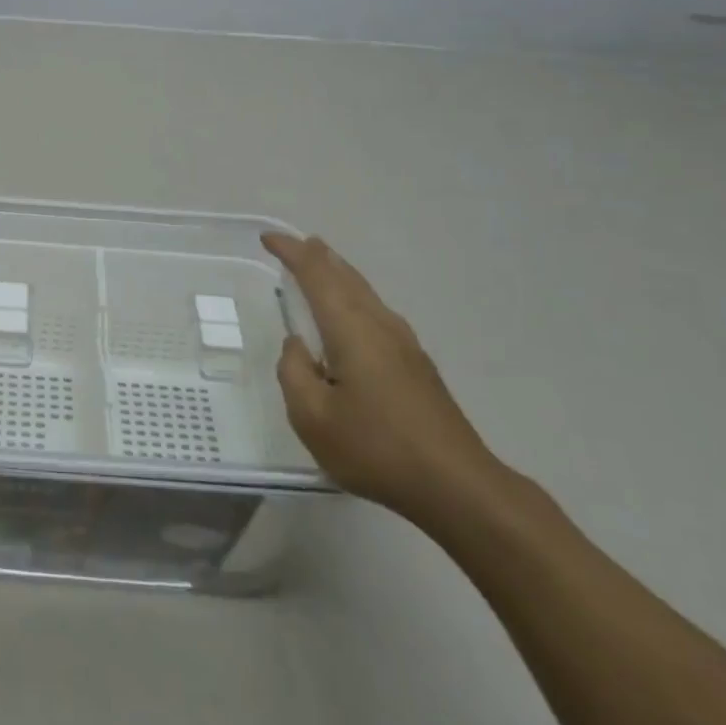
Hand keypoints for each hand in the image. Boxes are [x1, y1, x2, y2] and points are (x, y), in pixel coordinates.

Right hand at [266, 231, 499, 522]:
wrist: (457, 486)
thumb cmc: (376, 448)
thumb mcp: (312, 418)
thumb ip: (294, 373)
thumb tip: (297, 345)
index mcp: (351, 328)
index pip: (315, 274)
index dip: (290, 252)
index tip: (268, 238)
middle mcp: (379, 324)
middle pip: (346, 276)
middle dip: (319, 256)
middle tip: (299, 242)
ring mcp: (404, 343)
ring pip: (365, 292)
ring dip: (340, 274)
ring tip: (324, 265)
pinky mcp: (417, 365)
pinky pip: (376, 311)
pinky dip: (355, 297)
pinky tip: (354, 314)